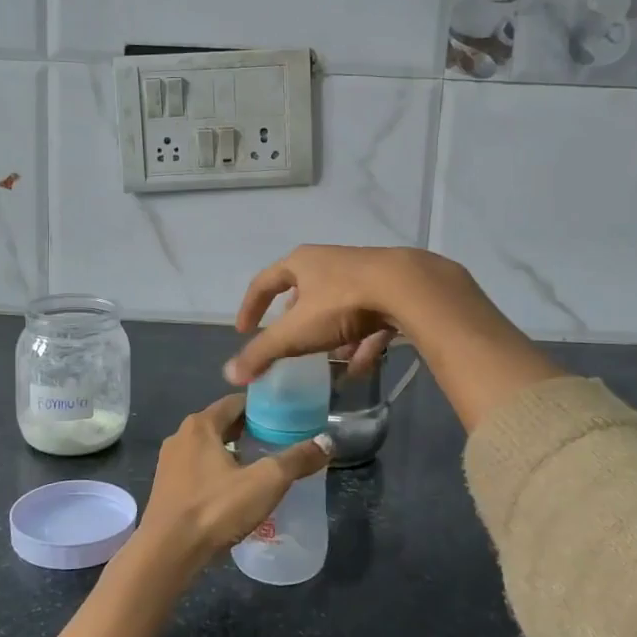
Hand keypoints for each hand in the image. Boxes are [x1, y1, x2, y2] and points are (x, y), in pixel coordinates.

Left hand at [137, 394, 330, 571]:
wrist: (167, 553)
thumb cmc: (215, 508)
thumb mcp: (265, 482)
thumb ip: (297, 460)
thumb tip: (328, 441)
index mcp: (201, 425)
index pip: (236, 402)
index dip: (262, 406)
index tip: (287, 415)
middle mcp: (181, 436)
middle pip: (222, 424)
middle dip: (250, 430)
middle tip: (280, 440)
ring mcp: (169, 463)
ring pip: (209, 448)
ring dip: (233, 452)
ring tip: (261, 466)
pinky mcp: (167, 489)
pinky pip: (198, 470)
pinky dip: (218, 472)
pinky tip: (235, 491)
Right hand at [225, 245, 466, 384]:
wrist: (407, 288)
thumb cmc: (342, 303)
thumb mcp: (297, 332)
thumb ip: (263, 352)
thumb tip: (229, 374)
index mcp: (302, 263)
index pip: (264, 282)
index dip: (251, 306)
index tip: (243, 330)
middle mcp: (330, 262)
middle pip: (304, 291)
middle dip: (295, 319)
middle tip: (289, 342)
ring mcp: (363, 274)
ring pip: (338, 306)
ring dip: (330, 334)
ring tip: (328, 360)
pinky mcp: (391, 290)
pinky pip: (368, 320)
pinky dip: (360, 343)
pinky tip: (359, 368)